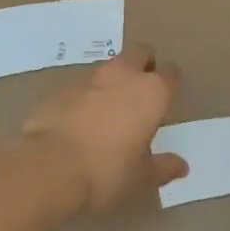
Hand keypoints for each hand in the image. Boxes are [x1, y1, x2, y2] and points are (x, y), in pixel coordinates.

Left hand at [22, 43, 186, 211]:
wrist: (48, 167)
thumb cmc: (107, 171)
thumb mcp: (141, 177)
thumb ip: (163, 167)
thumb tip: (181, 166)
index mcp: (152, 92)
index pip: (171, 73)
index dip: (171, 84)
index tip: (167, 100)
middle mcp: (123, 75)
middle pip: (141, 52)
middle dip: (144, 65)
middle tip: (141, 93)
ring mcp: (89, 77)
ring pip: (109, 66)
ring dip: (113, 80)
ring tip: (108, 110)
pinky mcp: (60, 87)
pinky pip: (81, 85)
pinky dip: (85, 96)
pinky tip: (79, 121)